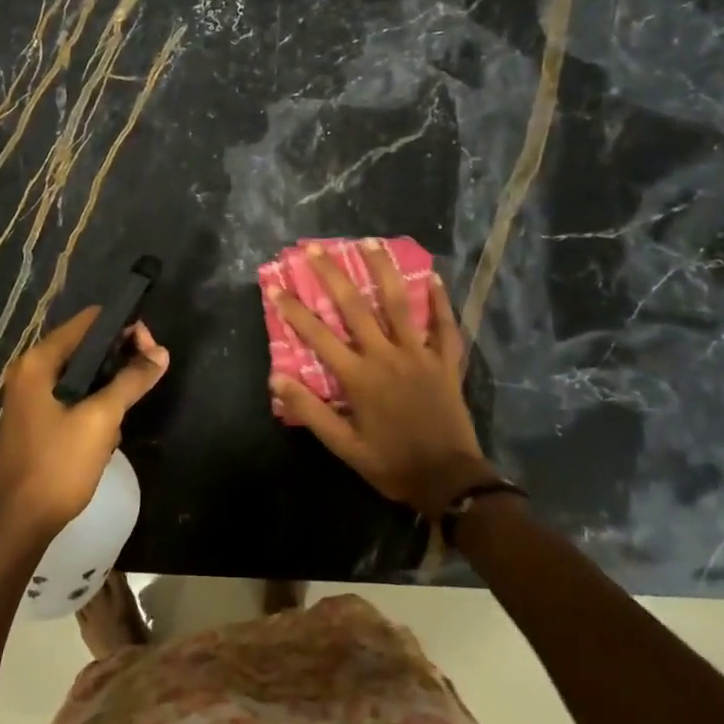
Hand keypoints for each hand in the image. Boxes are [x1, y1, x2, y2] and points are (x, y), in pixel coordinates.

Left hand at [0, 308, 168, 541]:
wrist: (20, 523)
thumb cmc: (59, 465)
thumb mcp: (101, 419)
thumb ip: (132, 380)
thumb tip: (161, 353)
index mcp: (38, 361)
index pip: (88, 322)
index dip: (124, 328)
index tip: (151, 348)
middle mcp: (29, 370)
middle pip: (85, 345)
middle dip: (119, 357)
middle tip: (148, 374)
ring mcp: (29, 395)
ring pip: (80, 372)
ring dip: (108, 383)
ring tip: (128, 405)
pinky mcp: (35, 417)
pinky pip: (71, 394)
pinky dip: (93, 400)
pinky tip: (109, 425)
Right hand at [272, 242, 493, 517]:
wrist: (449, 480)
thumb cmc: (391, 464)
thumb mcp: (344, 446)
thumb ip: (311, 411)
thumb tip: (276, 379)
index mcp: (359, 376)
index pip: (318, 335)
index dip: (293, 309)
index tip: (275, 286)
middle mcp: (386, 355)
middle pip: (355, 306)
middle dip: (332, 274)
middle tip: (315, 248)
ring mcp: (419, 354)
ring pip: (399, 303)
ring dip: (383, 270)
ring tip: (370, 242)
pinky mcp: (445, 361)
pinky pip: (444, 325)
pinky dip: (439, 301)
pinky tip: (433, 277)